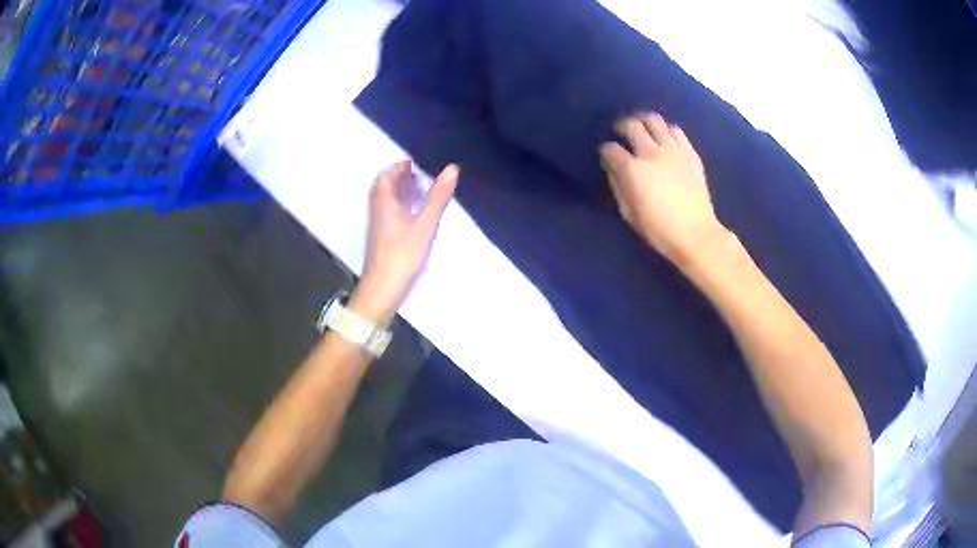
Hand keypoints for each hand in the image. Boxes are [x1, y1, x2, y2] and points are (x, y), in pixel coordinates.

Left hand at [353, 161, 457, 322]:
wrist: (382, 288)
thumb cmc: (403, 255)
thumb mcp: (425, 225)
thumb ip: (438, 197)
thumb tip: (452, 168)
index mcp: (385, 202)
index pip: (386, 175)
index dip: (399, 166)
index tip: (415, 163)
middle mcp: (378, 210)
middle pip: (384, 186)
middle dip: (399, 177)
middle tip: (419, 175)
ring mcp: (378, 226)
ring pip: (386, 201)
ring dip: (399, 191)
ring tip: (419, 191)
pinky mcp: (381, 238)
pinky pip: (389, 213)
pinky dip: (400, 206)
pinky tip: (413, 215)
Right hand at [599, 113, 726, 267]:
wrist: (696, 234)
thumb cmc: (659, 230)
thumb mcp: (629, 214)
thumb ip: (617, 186)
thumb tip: (613, 169)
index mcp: (633, 170)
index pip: (610, 149)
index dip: (605, 151)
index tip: (607, 156)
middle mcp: (651, 153)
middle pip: (631, 125)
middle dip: (621, 126)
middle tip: (621, 132)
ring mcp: (673, 150)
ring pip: (654, 120)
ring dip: (643, 121)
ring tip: (642, 128)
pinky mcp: (690, 152)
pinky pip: (675, 130)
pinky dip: (666, 130)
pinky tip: (664, 139)